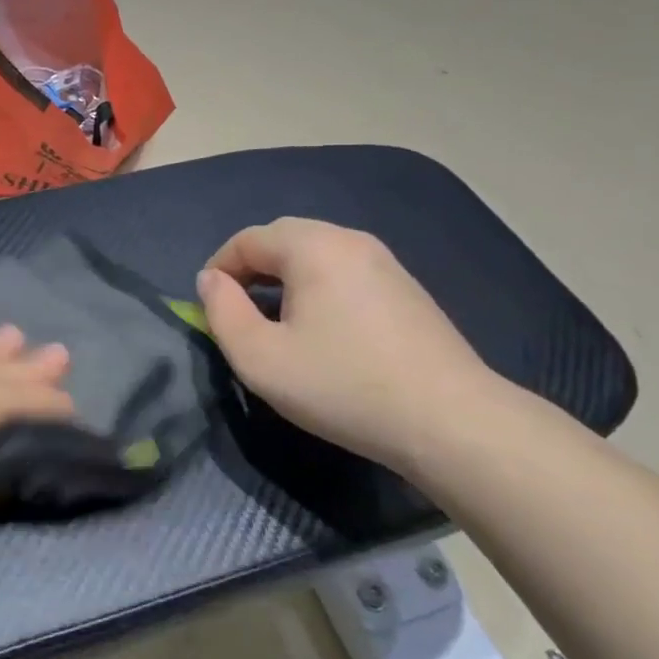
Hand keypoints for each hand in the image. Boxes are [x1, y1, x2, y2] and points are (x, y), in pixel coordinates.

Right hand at [196, 218, 503, 467]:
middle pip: (284, 238)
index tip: (208, 306)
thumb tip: (210, 280)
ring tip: (276, 321)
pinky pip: (346, 271)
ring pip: (317, 254)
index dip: (219, 268)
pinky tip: (324, 329)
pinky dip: (319, 287)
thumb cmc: (343, 386)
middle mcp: (350, 239)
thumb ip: (222, 313)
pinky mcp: (407, 288)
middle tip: (238, 310)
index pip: (248, 239)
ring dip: (286, 277)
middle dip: (251, 268)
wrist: (450, 420)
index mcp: (313, 246)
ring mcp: (385, 261)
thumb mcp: (261, 359)